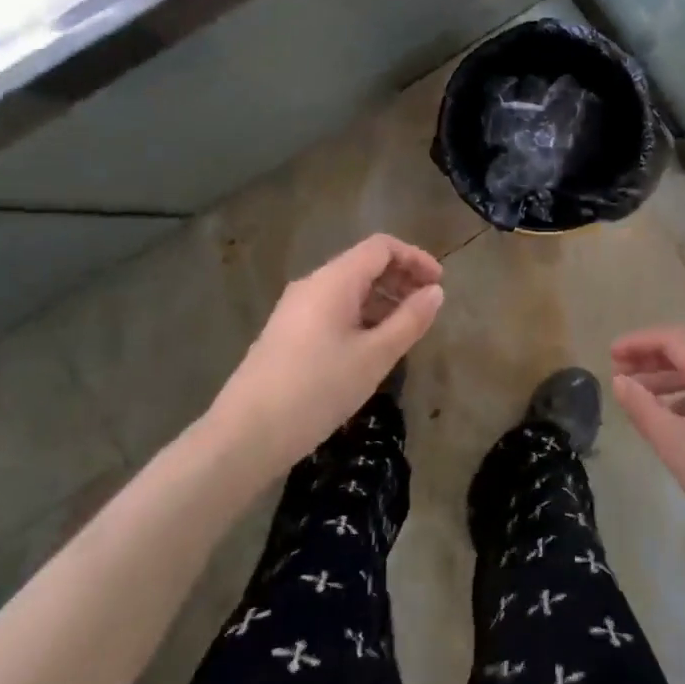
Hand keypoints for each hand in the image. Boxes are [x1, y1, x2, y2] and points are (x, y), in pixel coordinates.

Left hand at [206, 235, 443, 477]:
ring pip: (348, 289)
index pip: (381, 247)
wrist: (245, 435)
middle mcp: (312, 285)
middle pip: (363, 265)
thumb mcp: (374, 356)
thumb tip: (435, 292)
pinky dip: (360, 316)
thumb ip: (410, 320)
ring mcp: (295, 309)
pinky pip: (332, 309)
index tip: (439, 284)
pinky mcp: (287, 333)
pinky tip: (372, 348)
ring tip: (405, 331)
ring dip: (381, 300)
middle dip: (400, 279)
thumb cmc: (317, 389)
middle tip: (427, 308)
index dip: (414, 258)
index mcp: (334, 280)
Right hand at [611, 327, 684, 588]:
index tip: (609, 354)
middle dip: (650, 361)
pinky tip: (672, 423)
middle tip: (617, 374)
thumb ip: (645, 410)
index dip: (638, 342)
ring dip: (667, 382)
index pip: (673, 340)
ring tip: (637, 399)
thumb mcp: (680, 450)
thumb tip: (619, 380)